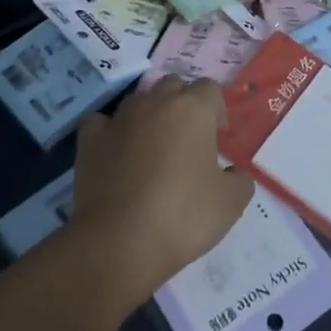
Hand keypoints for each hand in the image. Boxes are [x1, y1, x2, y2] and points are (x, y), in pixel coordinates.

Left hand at [69, 78, 253, 305]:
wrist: (118, 243)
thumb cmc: (183, 216)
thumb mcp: (231, 203)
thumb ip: (240, 180)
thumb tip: (232, 173)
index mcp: (193, 109)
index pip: (210, 89)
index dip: (217, 111)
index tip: (217, 140)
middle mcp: (156, 102)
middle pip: (174, 87)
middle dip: (183, 107)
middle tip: (188, 143)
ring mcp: (119, 118)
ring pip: (139, 101)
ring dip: (149, 117)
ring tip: (152, 151)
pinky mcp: (90, 140)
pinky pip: (102, 122)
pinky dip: (110, 132)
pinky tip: (116, 152)